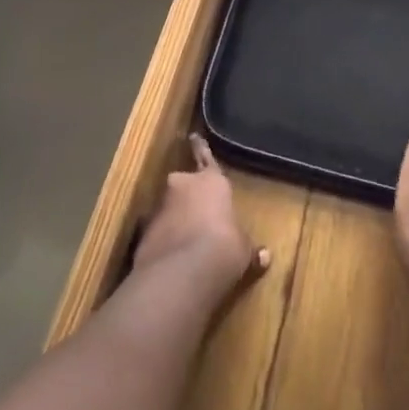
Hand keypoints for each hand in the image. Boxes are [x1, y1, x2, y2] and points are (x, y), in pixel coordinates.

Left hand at [132, 134, 267, 294]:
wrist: (181, 273)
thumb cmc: (223, 247)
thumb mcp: (243, 249)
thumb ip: (249, 247)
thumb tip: (265, 256)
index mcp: (211, 181)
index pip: (206, 157)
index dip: (201, 147)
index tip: (193, 135)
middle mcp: (182, 186)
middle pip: (184, 184)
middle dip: (188, 196)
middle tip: (197, 213)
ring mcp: (160, 208)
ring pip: (169, 208)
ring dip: (175, 220)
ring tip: (186, 243)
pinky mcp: (143, 233)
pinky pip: (158, 232)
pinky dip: (164, 241)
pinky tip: (172, 260)